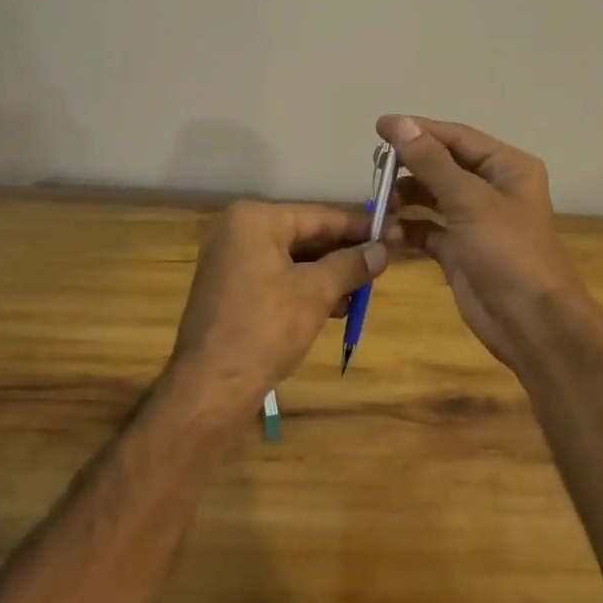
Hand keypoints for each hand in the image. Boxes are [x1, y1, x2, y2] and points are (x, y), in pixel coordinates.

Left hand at [169, 201, 386, 414]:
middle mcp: (238, 231)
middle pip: (304, 236)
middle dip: (343, 254)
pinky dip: (304, 288)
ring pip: (292, 259)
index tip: (392, 232)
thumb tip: (384, 249)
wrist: (211, 386)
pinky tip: (334, 307)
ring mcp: (230, 261)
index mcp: (255, 219)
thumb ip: (351, 265)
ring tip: (362, 293)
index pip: (319, 216)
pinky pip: (276, 277)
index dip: (359, 227)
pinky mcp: (229, 289)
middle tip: (382, 263)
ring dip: (327, 275)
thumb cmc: (266, 328)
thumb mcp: (317, 292)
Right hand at [377, 115, 591, 369]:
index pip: (456, 138)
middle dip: (410, 167)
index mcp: (507, 167)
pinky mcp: (460, 250)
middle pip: (443, 165)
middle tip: (375, 169)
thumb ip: (431, 161)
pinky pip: (427, 230)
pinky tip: (388, 232)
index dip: (418, 130)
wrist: (531, 324)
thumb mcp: (469, 200)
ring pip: (432, 197)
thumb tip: (398, 122)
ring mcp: (475, 221)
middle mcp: (492, 188)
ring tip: (379, 204)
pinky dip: (408, 229)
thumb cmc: (508, 252)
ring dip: (405, 199)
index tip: (379, 127)